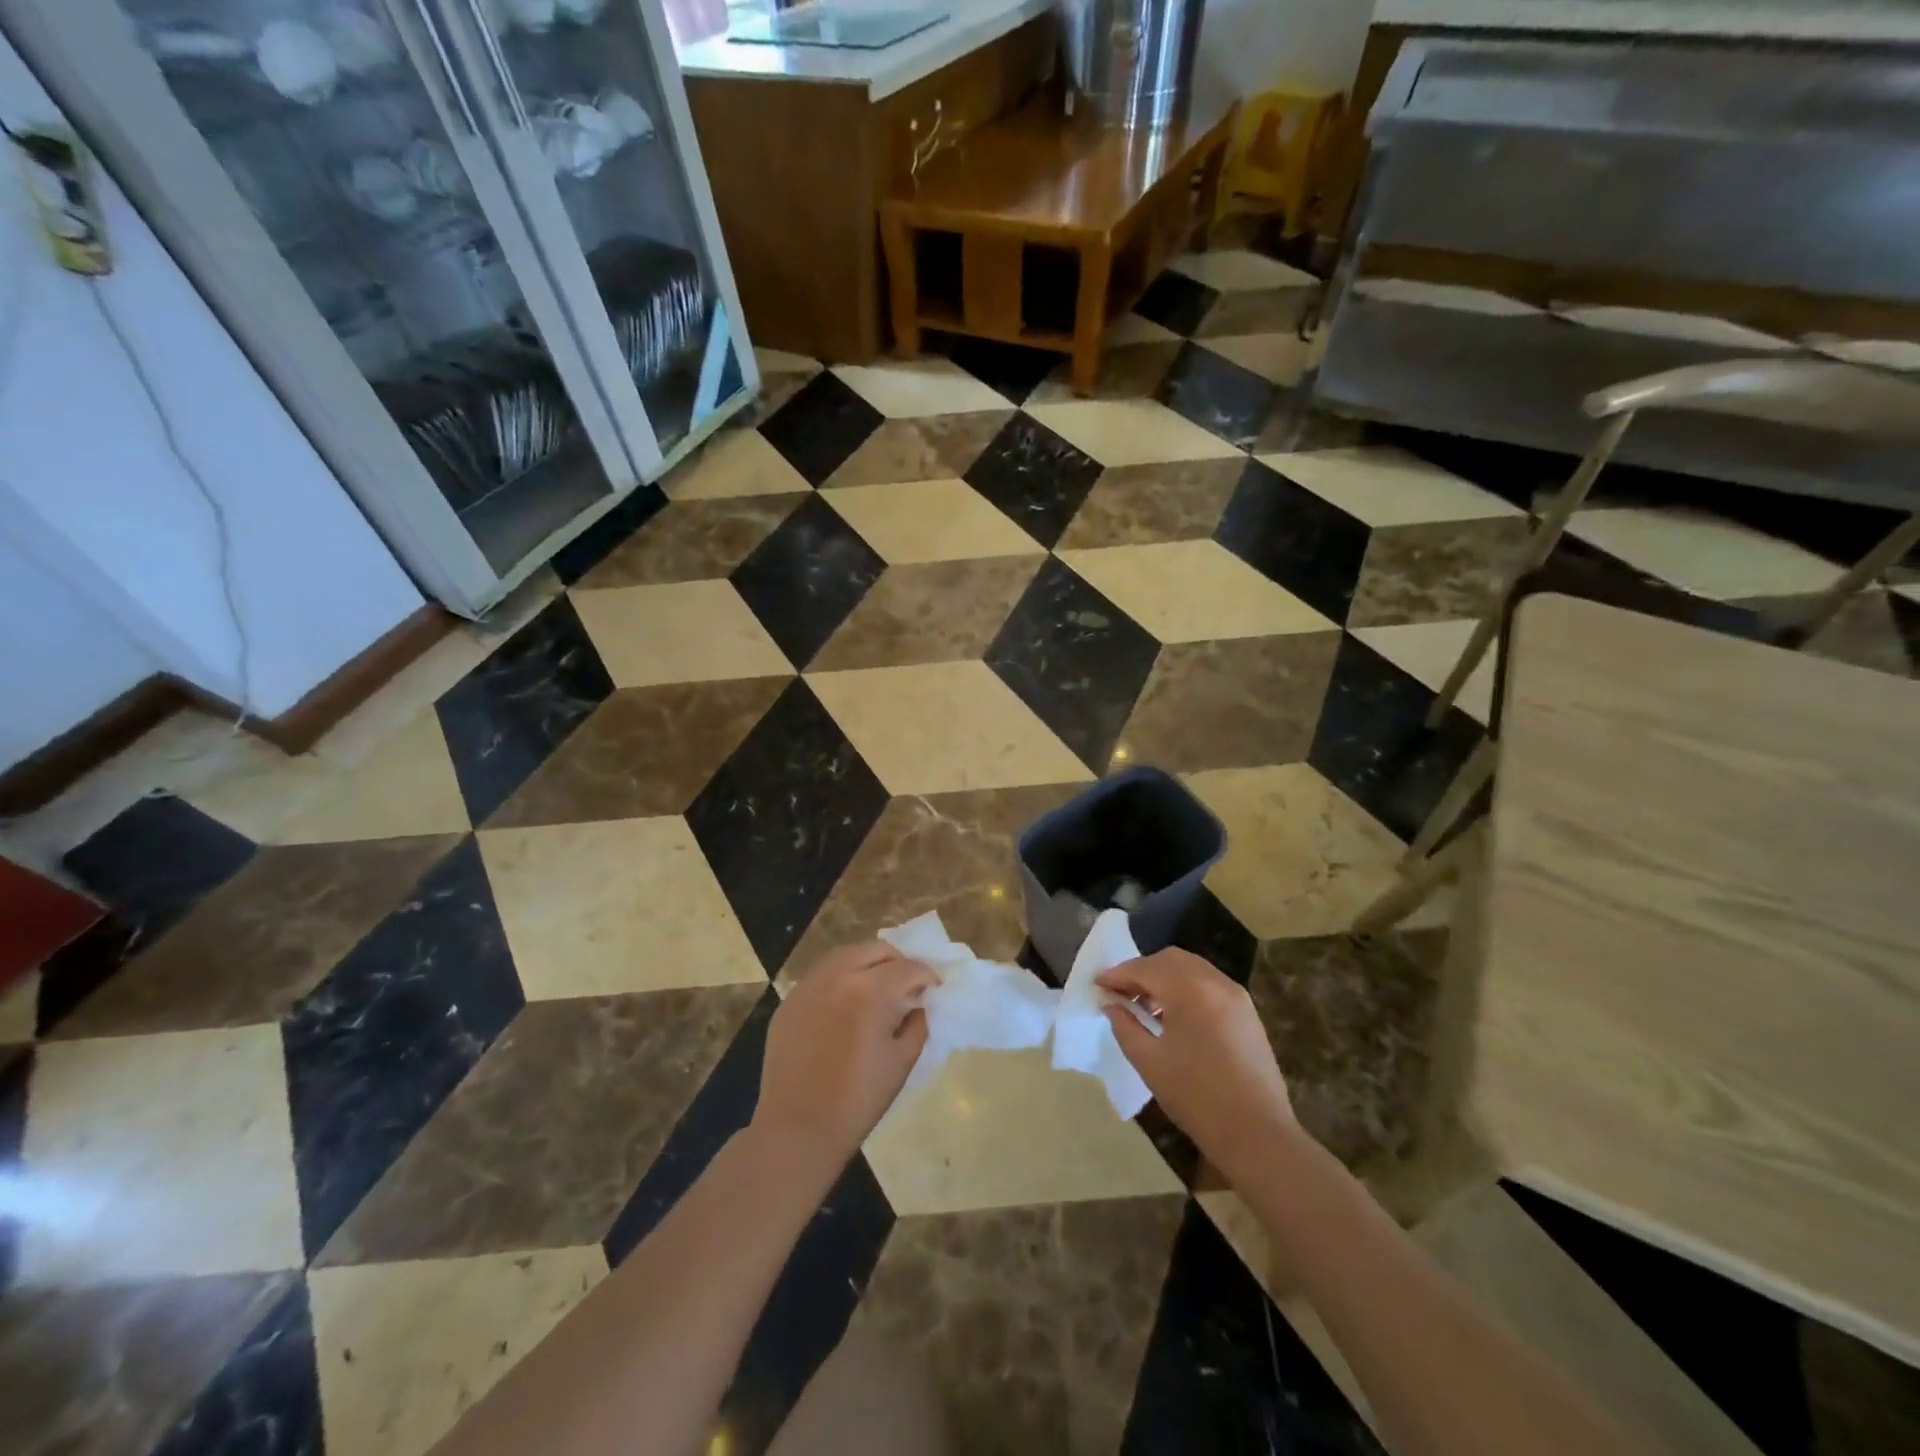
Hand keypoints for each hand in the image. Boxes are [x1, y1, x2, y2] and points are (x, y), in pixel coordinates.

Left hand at [752, 941, 934, 1169]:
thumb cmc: (857, 1100)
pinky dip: (841, 977)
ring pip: (846, 954)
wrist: (797, 1129)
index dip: (927, 976)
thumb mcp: (902, 1061)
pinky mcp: (790, 999)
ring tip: (877, 988)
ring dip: (868, 964)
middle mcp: (838, 976)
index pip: (908, 968)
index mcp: (870, 992)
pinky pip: (822, 974)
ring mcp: (808, 985)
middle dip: (898, 963)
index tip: (934, 988)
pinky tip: (846, 1003)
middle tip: (907, 985)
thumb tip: (918, 1003)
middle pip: (877, 950)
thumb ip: (917, 1022)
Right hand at [1097, 949, 1299, 1182]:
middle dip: (1141, 970)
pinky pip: (1209, 985)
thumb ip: (1125, 1026)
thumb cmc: (1196, 1097)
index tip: (1097, 985)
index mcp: (1189, 990)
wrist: (1257, 1134)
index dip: (1117, 975)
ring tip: (1144, 1005)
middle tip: (1119, 992)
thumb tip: (1111, 1005)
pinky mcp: (1247, 1012)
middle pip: (1170, 960)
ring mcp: (1236, 995)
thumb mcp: (1149, 1062)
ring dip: (1164, 978)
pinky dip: (1185, 988)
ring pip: (1191, 969)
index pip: (1145, 969)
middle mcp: (1215, 982)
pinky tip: (1173, 1016)